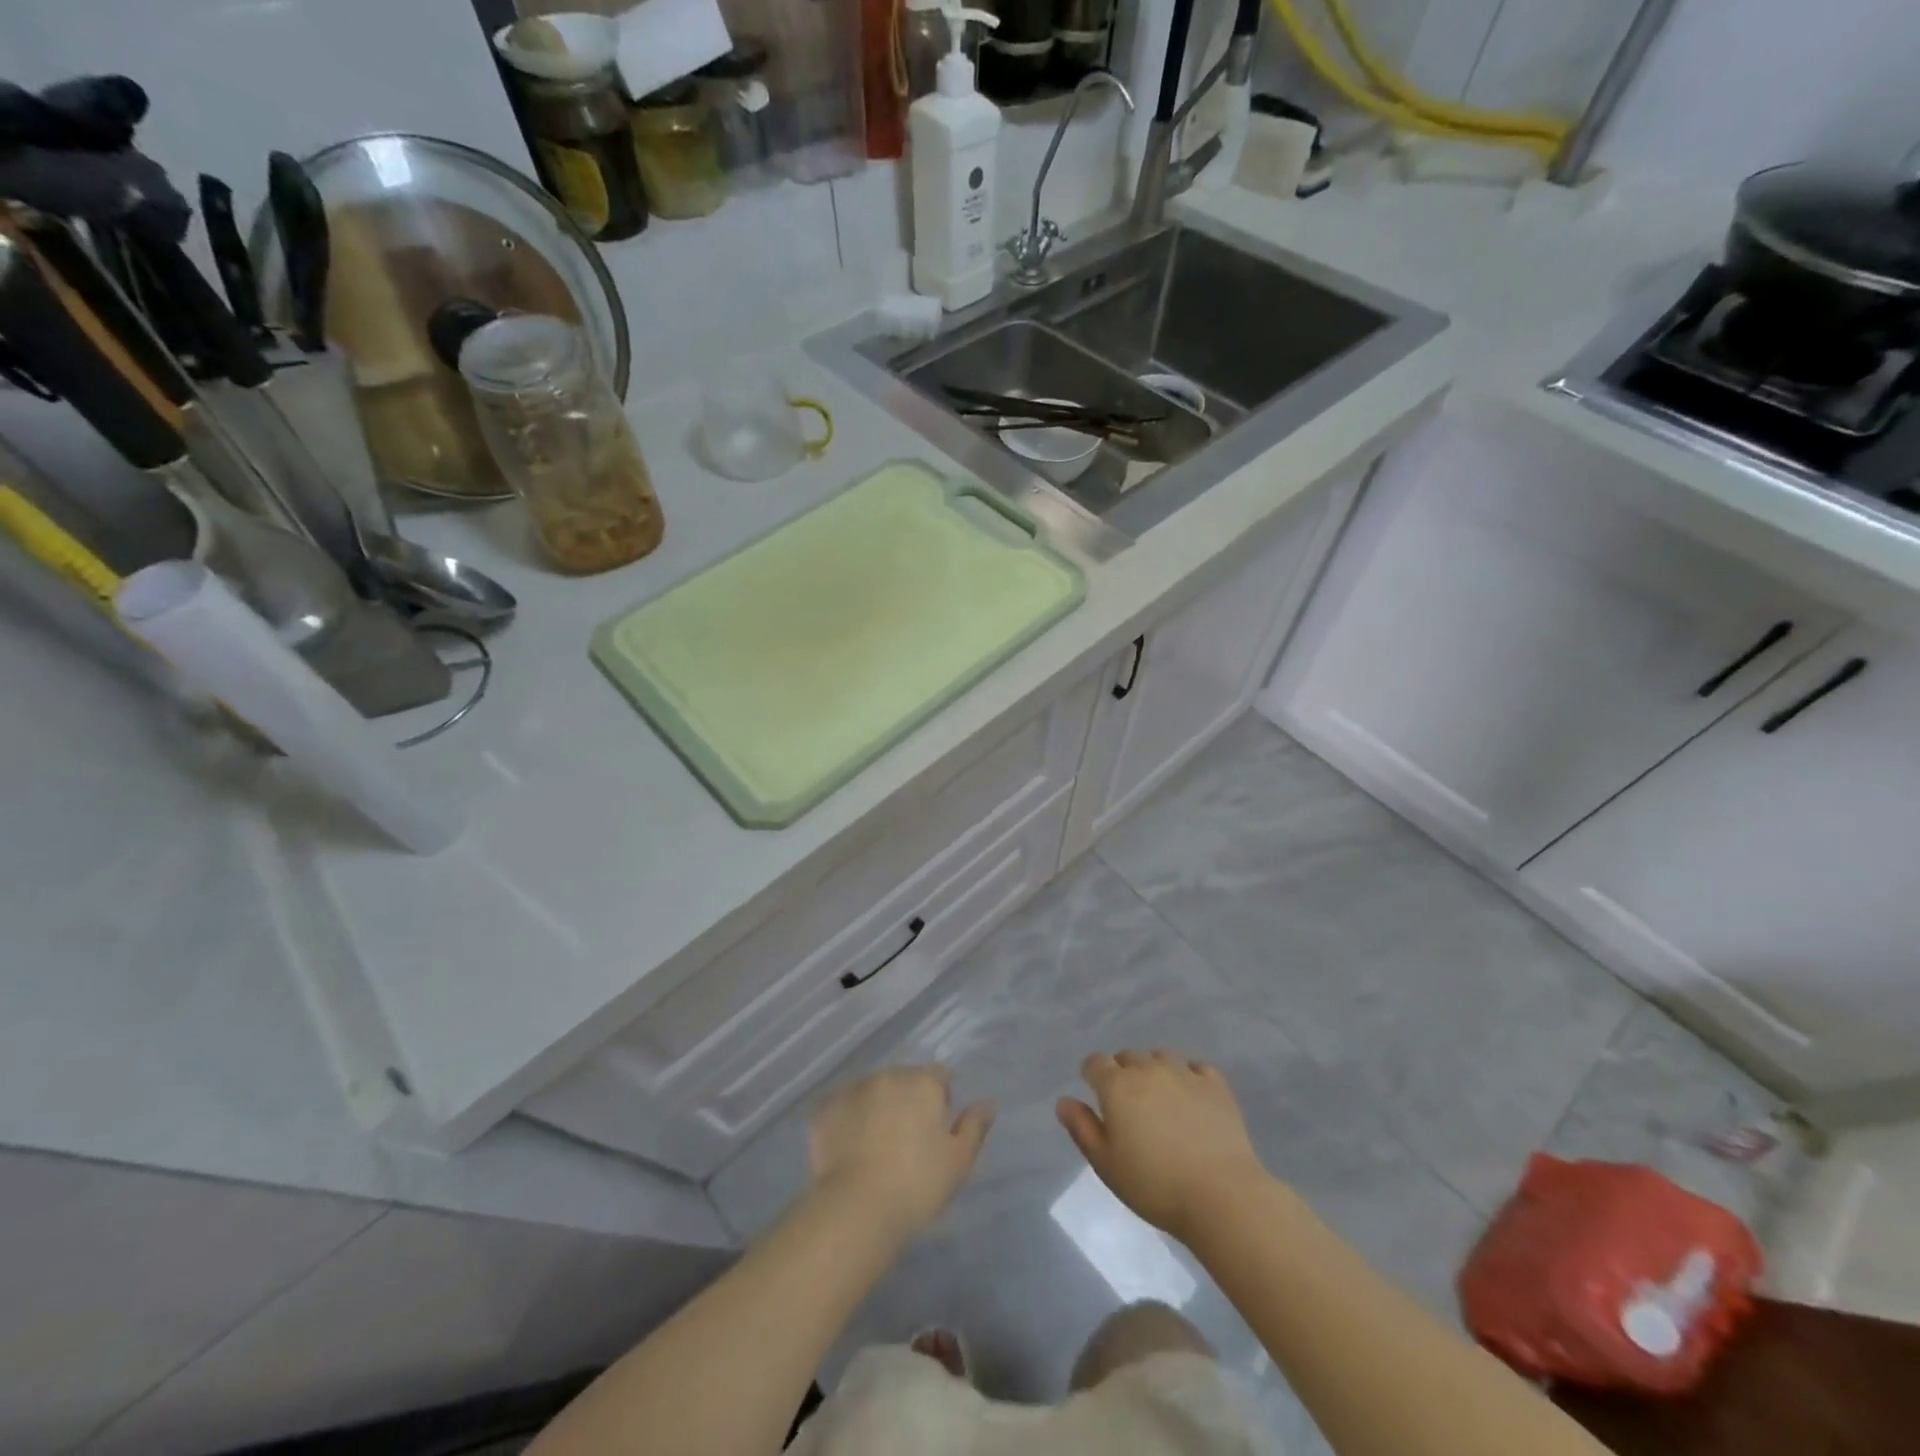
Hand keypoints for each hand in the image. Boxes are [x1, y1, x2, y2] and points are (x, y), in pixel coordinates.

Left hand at [809, 1066, 994, 1240]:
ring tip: (876, 1145)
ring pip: (872, 1091)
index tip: (937, 1126)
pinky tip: (850, 1148)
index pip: (939, 1076)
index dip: (941, 1098)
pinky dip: (849, 1120)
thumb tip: (989, 1103)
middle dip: (907, 1101)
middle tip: (906, 1140)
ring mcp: (854, 1089)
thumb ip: (974, 1126)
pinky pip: (843, 1107)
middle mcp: (889, 1075)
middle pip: (904, 1080)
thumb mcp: (958, 1161)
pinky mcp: (826, 1108)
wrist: (858, 1207)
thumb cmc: (917, 1184)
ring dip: (877, 1107)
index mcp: (923, 1082)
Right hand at [1057, 1049, 1269, 1241]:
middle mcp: (1148, 1069)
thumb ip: (1081, 1128)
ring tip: (1160, 1099)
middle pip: (1127, 1056)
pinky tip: (1191, 1096)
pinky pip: (1196, 1067)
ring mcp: (1184, 1073)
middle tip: (1128, 1105)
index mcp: (1117, 1086)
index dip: (1091, 1074)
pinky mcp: (1215, 1085)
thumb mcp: (1106, 1164)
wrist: (1220, 1195)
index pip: (1094, 1063)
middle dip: (1122, 1073)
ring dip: (1154, 1070)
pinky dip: (1189, 1075)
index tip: (1094, 1092)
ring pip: (1160, 1057)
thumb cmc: (1154, 1185)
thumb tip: (1064, 1101)